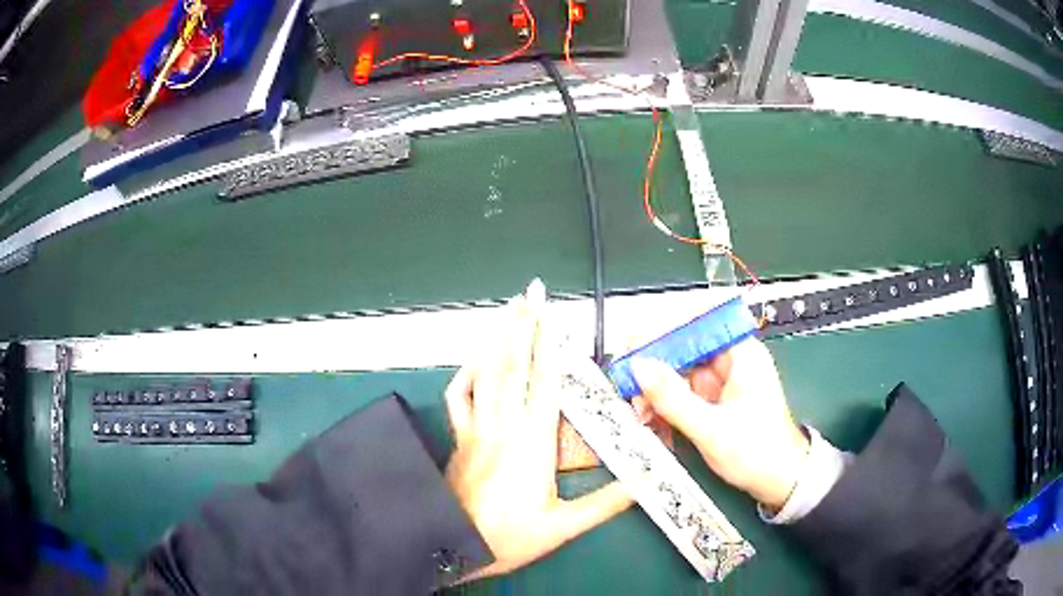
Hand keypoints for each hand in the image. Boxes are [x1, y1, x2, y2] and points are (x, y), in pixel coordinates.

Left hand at [444, 281, 631, 579]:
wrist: (454, 547)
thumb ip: (607, 502)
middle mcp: (503, 427)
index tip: (552, 313)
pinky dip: (466, 373)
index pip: (544, 382)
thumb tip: (646, 480)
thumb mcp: (564, 526)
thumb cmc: (509, 538)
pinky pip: (459, 397)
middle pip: (512, 366)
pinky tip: (475, 358)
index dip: (548, 344)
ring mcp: (476, 429)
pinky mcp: (460, 438)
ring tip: (507, 309)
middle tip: (529, 292)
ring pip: (484, 373)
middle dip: (522, 324)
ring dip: (496, 337)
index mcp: (531, 444)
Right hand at [630, 338, 808, 510]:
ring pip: (678, 372)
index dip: (662, 330)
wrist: (779, 481)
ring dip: (655, 391)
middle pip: (683, 348)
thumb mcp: (712, 429)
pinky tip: (653, 421)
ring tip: (640, 412)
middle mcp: (730, 361)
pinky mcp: (713, 400)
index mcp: (742, 354)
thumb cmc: (758, 453)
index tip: (633, 345)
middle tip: (628, 386)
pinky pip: (682, 393)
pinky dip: (665, 406)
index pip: (697, 324)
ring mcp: (721, 382)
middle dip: (653, 368)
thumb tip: (639, 367)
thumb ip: (673, 398)